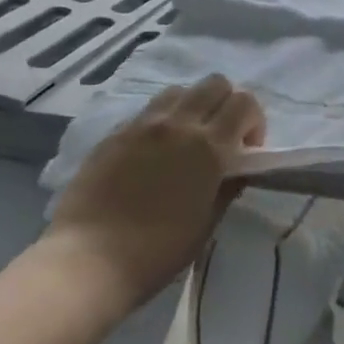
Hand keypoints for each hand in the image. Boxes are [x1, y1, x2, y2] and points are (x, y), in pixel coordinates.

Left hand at [42, 76, 264, 309]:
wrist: (89, 259)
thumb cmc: (157, 251)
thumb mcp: (206, 224)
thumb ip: (227, 188)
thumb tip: (236, 170)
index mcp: (208, 147)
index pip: (244, 103)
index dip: (254, 122)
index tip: (246, 150)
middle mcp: (178, 124)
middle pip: (215, 83)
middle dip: (227, 104)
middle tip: (221, 137)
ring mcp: (143, 124)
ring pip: (179, 91)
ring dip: (193, 107)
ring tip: (186, 140)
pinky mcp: (115, 133)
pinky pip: (148, 111)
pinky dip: (162, 121)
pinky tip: (153, 153)